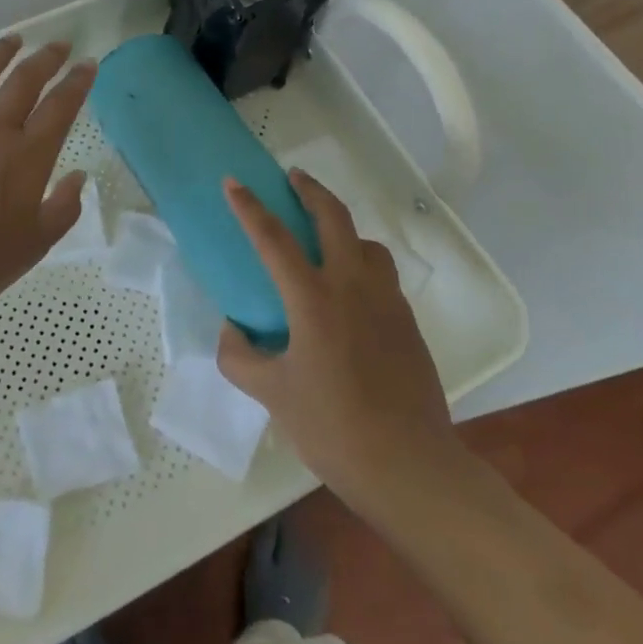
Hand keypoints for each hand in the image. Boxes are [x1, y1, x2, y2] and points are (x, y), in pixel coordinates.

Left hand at [0, 35, 95, 329]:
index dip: (78, 81)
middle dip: (47, 58)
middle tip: (60, 45)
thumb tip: (78, 176)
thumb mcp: (38, 243)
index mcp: (27, 157)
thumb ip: (65, 207)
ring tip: (14, 39)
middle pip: (24, 81)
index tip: (89, 65)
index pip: (61, 106)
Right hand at [217, 170, 461, 502]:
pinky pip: (383, 274)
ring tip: (326, 238)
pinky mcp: (408, 321)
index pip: (274, 238)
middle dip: (311, 190)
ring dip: (343, 227)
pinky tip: (352, 292)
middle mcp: (352, 286)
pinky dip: (363, 262)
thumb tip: (232, 330)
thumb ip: (240, 358)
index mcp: (313, 299)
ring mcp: (386, 301)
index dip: (249, 207)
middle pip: (333, 217)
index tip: (234, 181)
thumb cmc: (333, 426)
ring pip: (367, 242)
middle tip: (293, 177)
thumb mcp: (272, 394)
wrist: (410, 466)